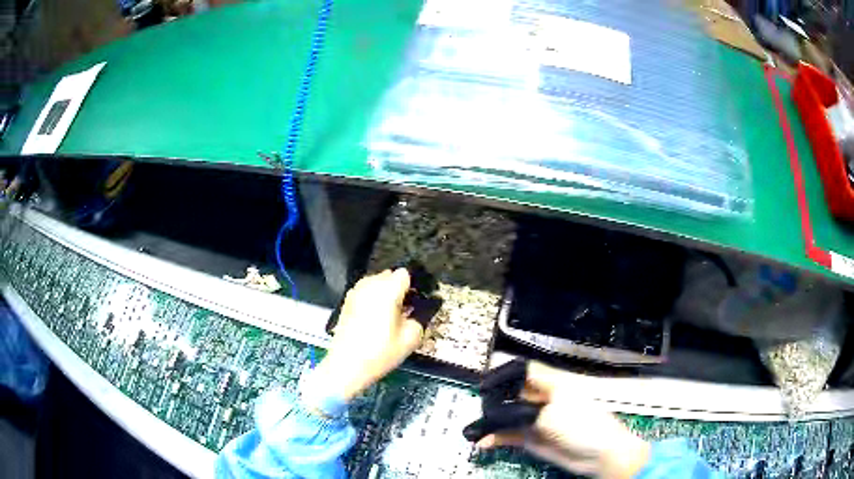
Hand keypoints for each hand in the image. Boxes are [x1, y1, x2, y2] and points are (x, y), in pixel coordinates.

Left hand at [312, 269, 423, 399]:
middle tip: (406, 309)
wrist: (347, 365)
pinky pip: (365, 291)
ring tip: (390, 314)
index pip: (405, 274)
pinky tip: (375, 318)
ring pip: (376, 282)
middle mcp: (370, 285)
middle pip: (390, 275)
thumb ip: (420, 317)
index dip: (414, 286)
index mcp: (387, 290)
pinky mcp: (347, 301)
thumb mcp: (411, 338)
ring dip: (385, 292)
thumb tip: (421, 309)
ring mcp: (355, 292)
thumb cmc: (380, 353)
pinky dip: (373, 298)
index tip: (417, 300)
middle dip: (399, 288)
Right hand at [477, 361, 649, 478]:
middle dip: (494, 400)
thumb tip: (494, 416)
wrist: (599, 455)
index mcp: (553, 384)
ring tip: (474, 428)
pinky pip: (510, 435)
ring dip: (492, 422)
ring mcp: (537, 420)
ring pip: (508, 416)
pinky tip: (483, 442)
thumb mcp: (550, 415)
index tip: (485, 381)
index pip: (525, 371)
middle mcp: (543, 399)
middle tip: (477, 406)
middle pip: (513, 394)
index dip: (505, 373)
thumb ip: (520, 414)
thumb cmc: (582, 426)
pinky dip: (496, 438)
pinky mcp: (533, 438)